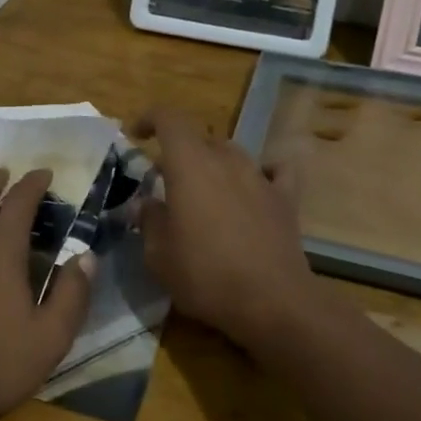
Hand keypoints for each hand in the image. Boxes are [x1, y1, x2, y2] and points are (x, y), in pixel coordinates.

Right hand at [134, 108, 317, 350]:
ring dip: (213, 163)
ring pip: (232, 152)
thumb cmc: (206, 275)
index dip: (149, 118)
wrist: (272, 301)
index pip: (169, 118)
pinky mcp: (285, 198)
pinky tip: (257, 185)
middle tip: (164, 179)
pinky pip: (275, 171)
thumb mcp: (159, 256)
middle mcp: (225, 160)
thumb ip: (148, 221)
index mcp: (189, 164)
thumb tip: (144, 203)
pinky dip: (263, 171)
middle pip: (199, 137)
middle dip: (178, 151)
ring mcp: (259, 176)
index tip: (135, 135)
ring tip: (204, 190)